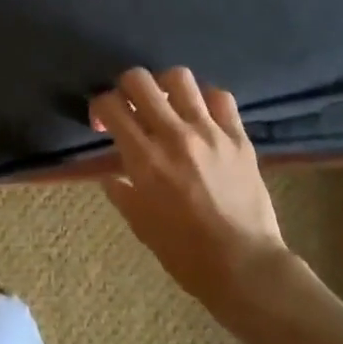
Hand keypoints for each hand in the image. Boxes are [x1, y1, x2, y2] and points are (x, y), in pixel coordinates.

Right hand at [90, 67, 292, 309]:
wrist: (244, 265)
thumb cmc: (184, 252)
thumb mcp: (140, 224)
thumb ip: (121, 191)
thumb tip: (110, 174)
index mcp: (145, 158)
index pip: (111, 106)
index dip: (99, 107)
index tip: (103, 124)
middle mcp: (174, 135)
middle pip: (139, 80)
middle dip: (125, 87)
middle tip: (130, 107)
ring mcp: (210, 132)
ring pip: (180, 78)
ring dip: (165, 87)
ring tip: (167, 105)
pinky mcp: (238, 137)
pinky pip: (220, 97)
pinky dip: (205, 99)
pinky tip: (201, 116)